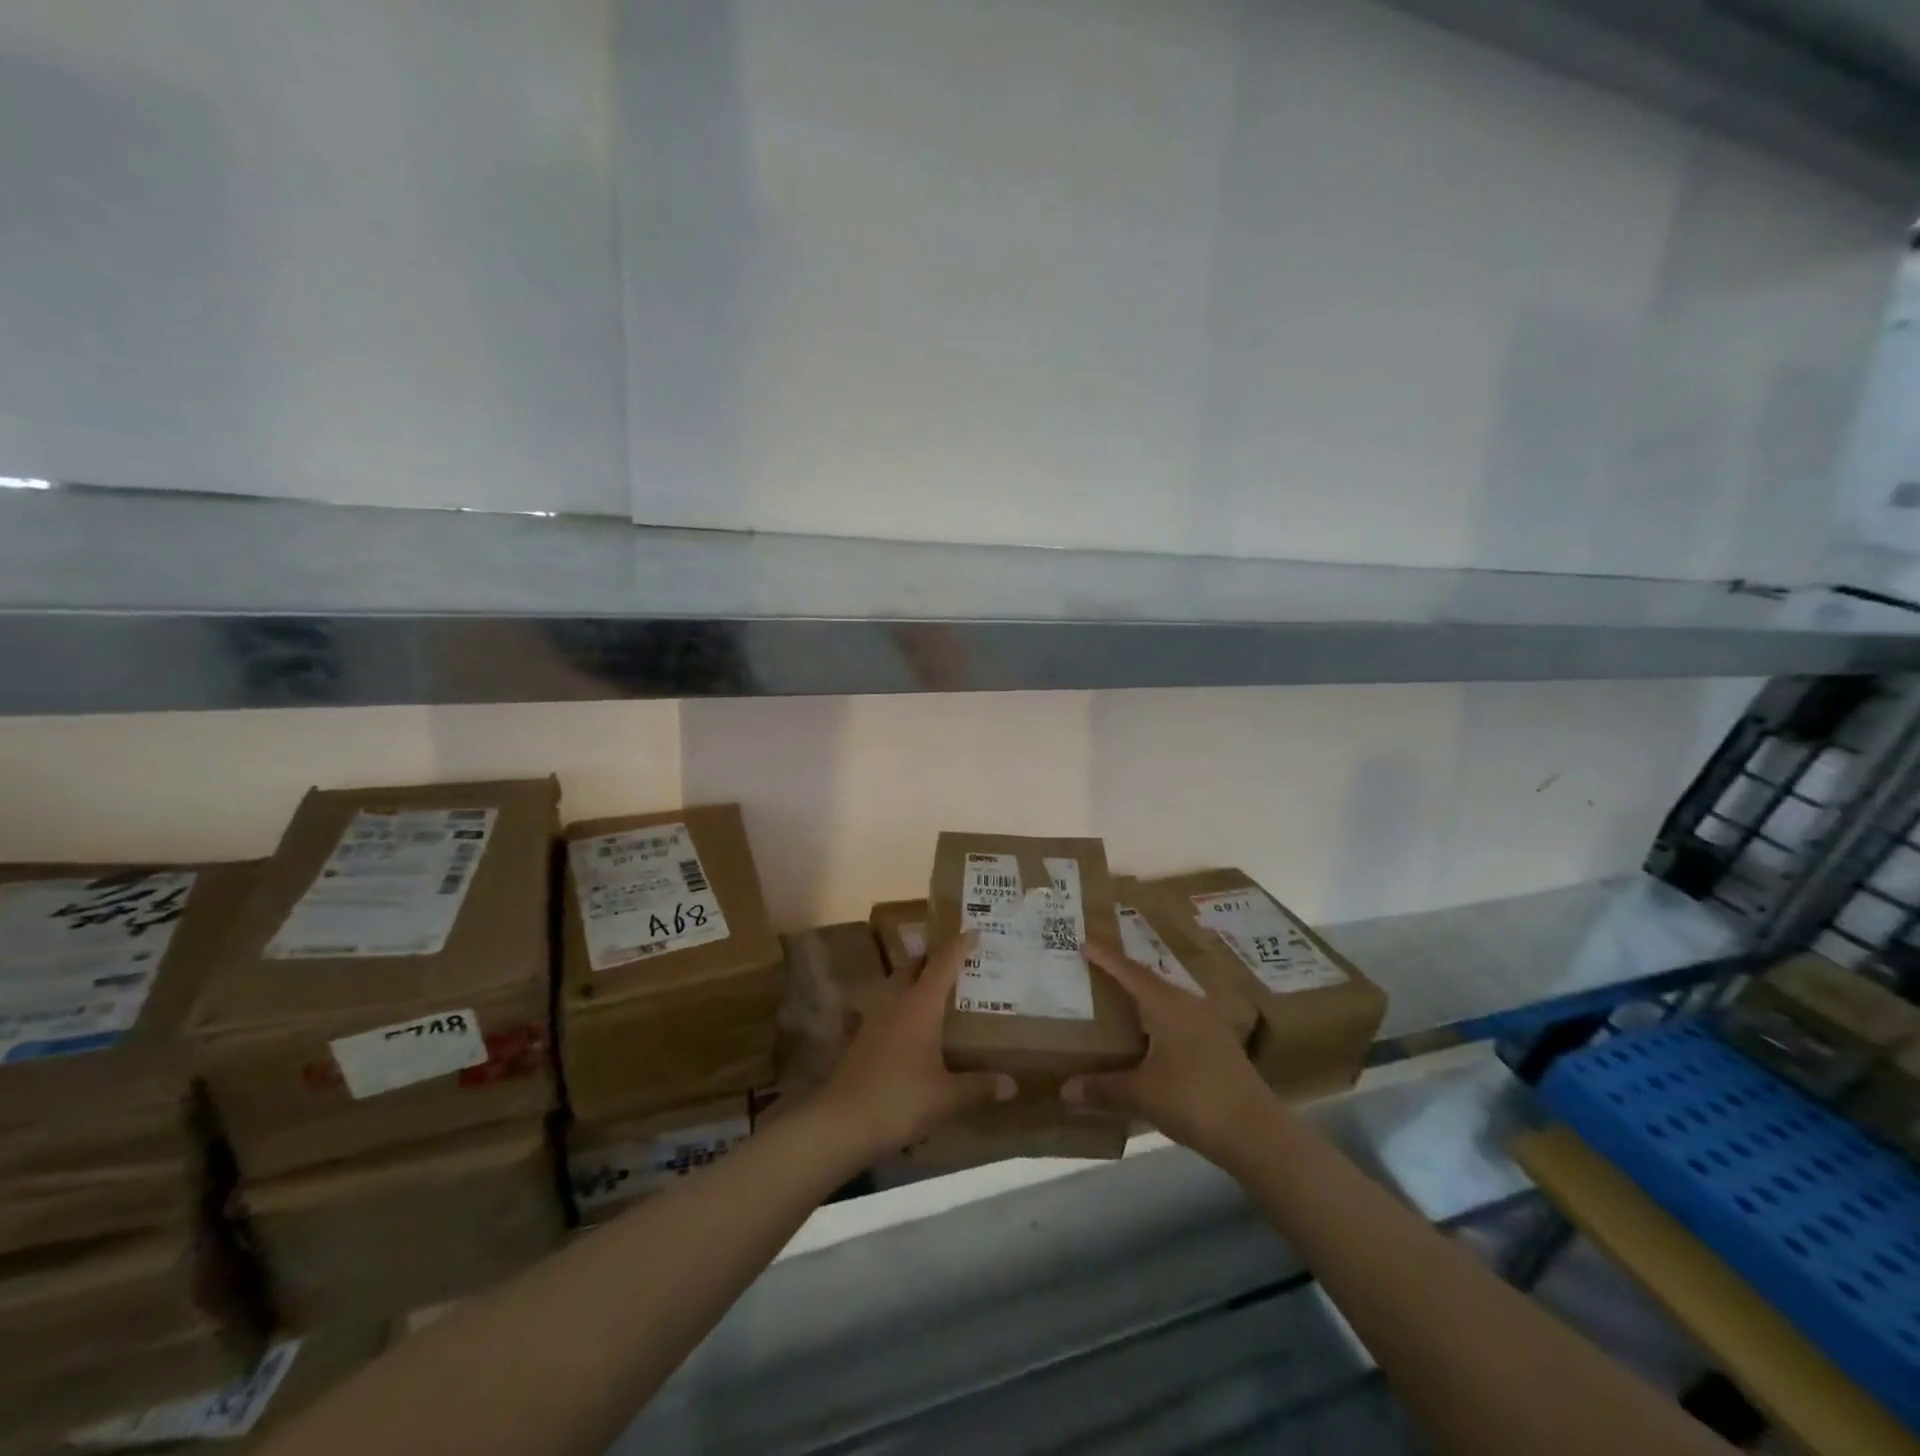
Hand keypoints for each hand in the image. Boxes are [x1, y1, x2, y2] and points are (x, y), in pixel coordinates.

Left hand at [815, 931, 1015, 1156]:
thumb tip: (1013, 1085)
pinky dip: (901, 1007)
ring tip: (936, 990)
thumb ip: (980, 1086)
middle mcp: (896, 1001)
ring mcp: (874, 1018)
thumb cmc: (900, 1099)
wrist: (842, 1122)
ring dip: (914, 981)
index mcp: (920, 1004)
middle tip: (957, 961)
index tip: (973, 931)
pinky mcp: (861, 1037)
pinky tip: (910, 1026)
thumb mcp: (947, 1097)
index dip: (958, 946)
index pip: (943, 963)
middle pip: (914, 967)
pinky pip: (886, 1009)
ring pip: (896, 986)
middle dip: (934, 959)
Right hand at [1064, 939, 1275, 1167]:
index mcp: (1167, 1006)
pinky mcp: (1220, 1044)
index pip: (1130, 973)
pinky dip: (1160, 1017)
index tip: (1084, 943)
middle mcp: (1188, 1005)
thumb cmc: (1194, 1101)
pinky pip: (1181, 1017)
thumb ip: (1103, 1088)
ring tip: (1122, 999)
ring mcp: (1209, 1024)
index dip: (1106, 958)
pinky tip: (1153, 1035)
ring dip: (1145, 996)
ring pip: (1169, 999)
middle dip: (1124, 974)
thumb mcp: (1142, 1095)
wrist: (1257, 1133)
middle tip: (1098, 970)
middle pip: (1150, 981)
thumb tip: (1066, 1089)